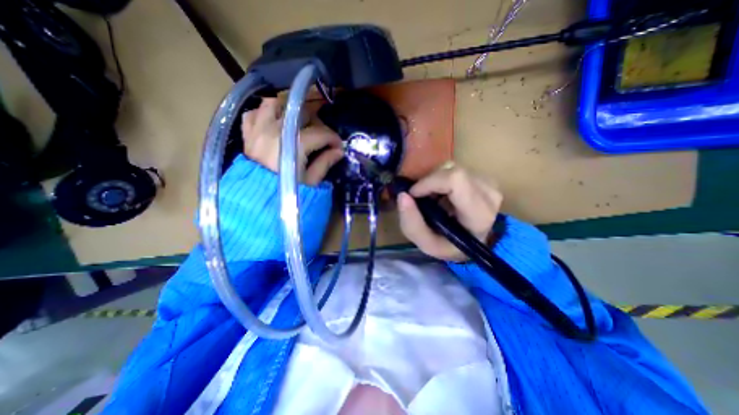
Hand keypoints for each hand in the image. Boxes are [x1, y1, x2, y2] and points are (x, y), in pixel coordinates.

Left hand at [245, 98, 344, 184]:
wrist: (257, 204)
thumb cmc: (287, 194)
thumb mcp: (311, 181)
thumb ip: (325, 163)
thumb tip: (339, 151)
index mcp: (294, 142)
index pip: (320, 133)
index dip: (333, 138)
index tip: (339, 146)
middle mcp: (275, 129)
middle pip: (300, 113)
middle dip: (316, 123)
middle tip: (321, 137)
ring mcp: (258, 130)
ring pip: (273, 104)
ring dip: (287, 110)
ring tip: (296, 122)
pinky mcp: (248, 136)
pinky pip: (252, 114)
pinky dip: (263, 114)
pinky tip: (272, 123)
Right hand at [399, 164, 501, 260]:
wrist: (473, 242)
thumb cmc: (450, 246)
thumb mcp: (426, 244)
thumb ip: (411, 223)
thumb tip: (402, 195)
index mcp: (478, 214)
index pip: (455, 180)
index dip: (429, 182)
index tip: (413, 194)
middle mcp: (489, 194)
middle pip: (451, 171)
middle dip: (428, 182)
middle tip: (421, 198)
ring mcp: (489, 183)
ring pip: (452, 168)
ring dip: (434, 181)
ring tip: (432, 198)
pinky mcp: (484, 178)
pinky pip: (455, 169)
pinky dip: (441, 179)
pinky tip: (441, 194)